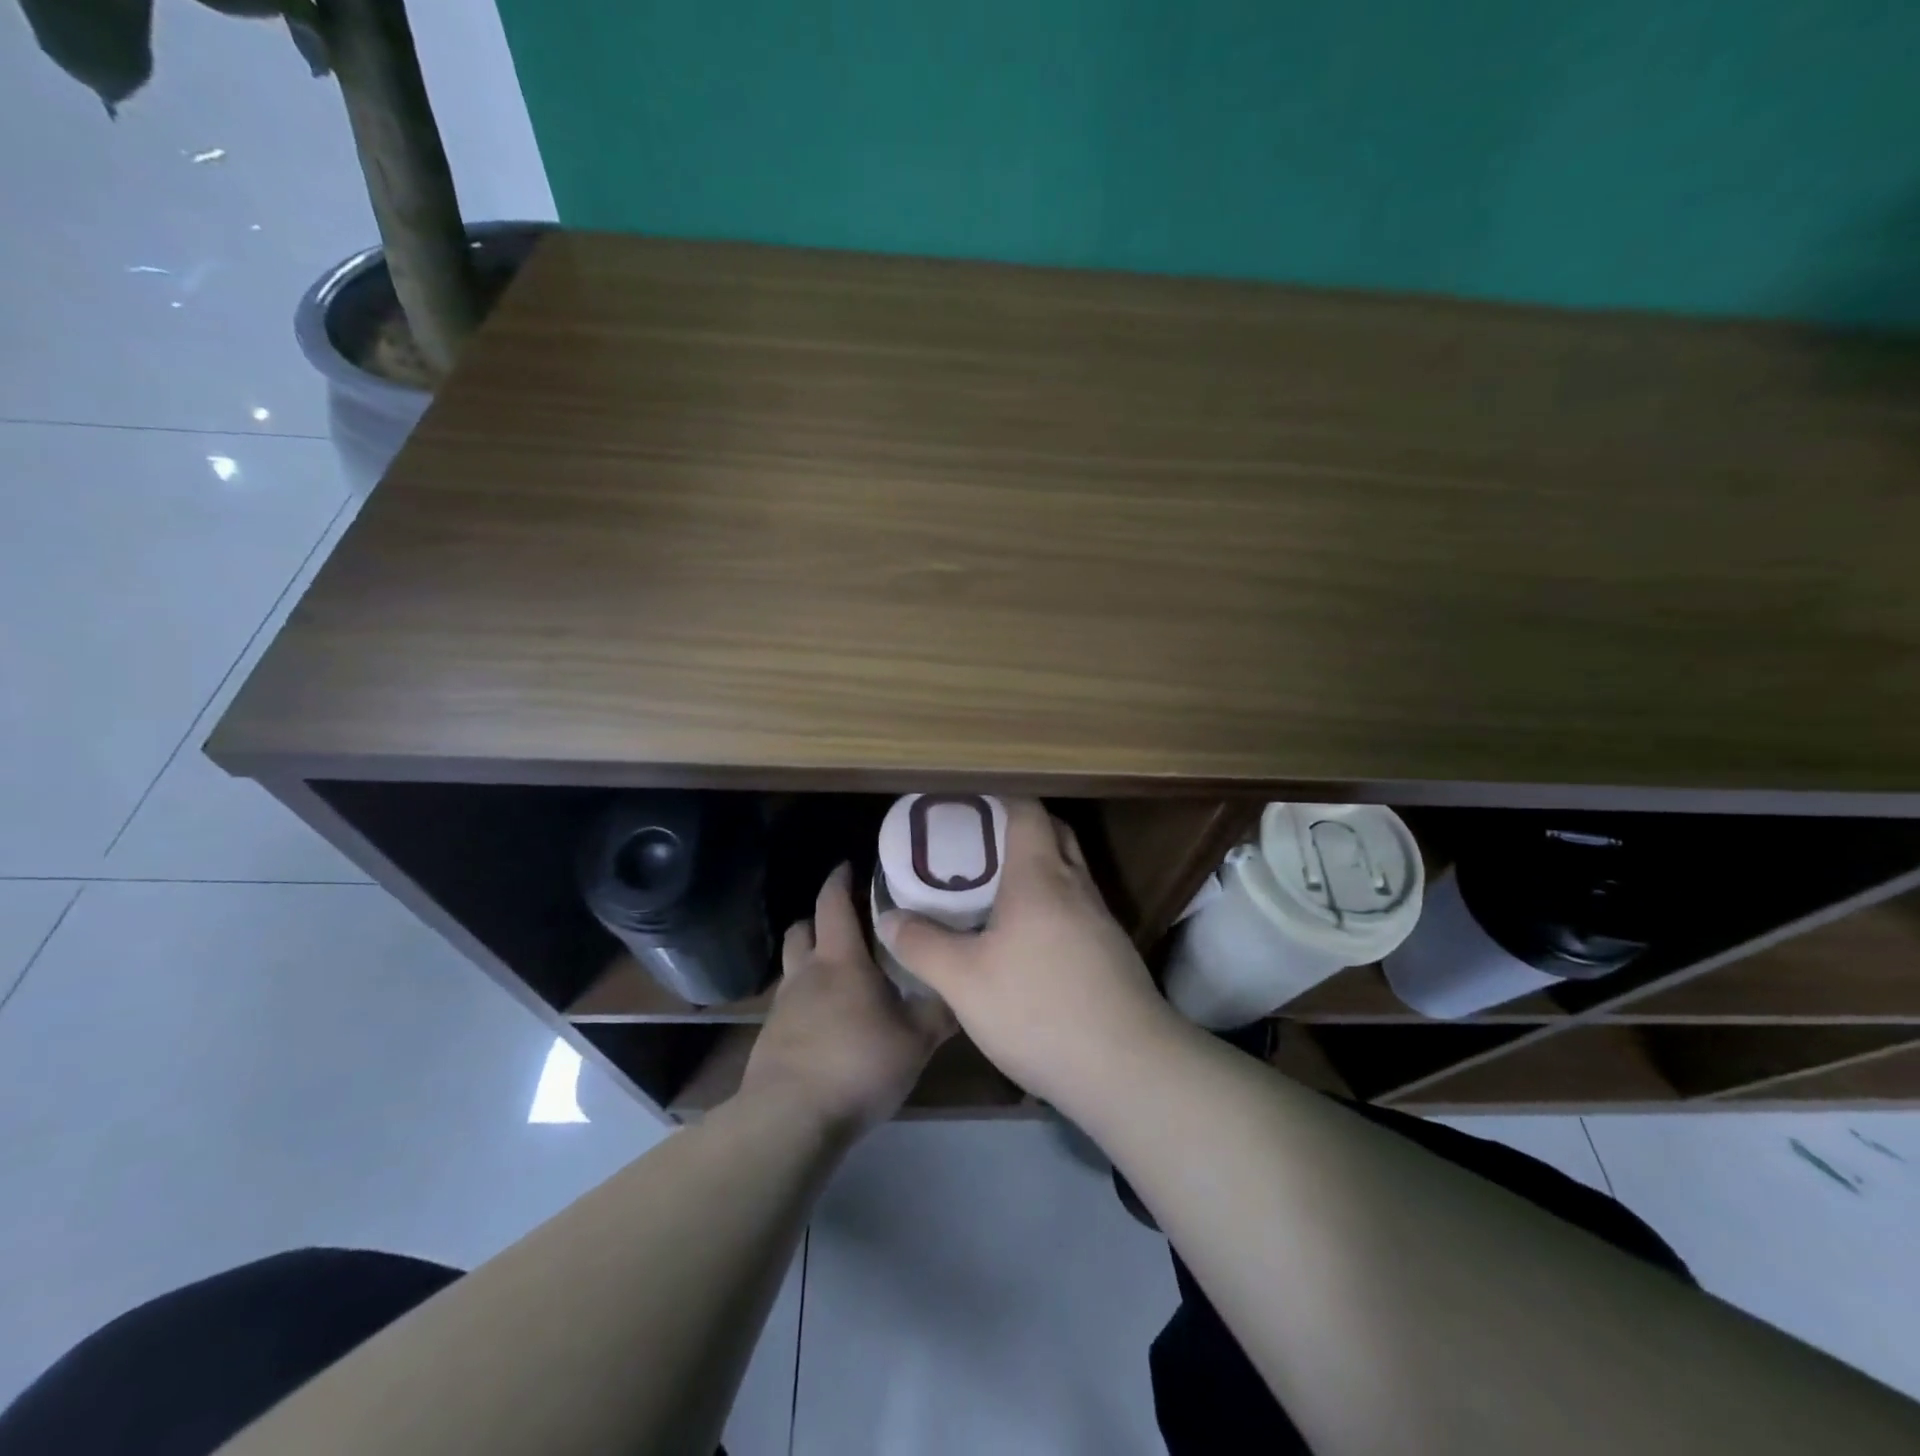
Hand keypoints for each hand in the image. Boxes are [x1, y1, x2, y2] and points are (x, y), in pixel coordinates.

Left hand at [741, 864, 954, 1134]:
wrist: (789, 1120)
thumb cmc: (857, 1065)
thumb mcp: (915, 1040)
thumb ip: (940, 1011)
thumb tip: (965, 986)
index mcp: (840, 960)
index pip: (832, 902)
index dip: (840, 879)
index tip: (851, 865)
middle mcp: (806, 973)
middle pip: (802, 928)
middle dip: (820, 917)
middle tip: (849, 920)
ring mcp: (783, 1006)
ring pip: (793, 965)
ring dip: (810, 957)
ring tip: (840, 971)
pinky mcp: (771, 1038)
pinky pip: (789, 1002)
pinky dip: (807, 997)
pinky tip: (829, 1020)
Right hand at [878, 799, 1181, 1109]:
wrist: (1127, 1067)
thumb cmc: (1038, 1009)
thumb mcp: (963, 982)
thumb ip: (922, 945)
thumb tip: (888, 918)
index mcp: (1040, 876)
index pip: (1027, 811)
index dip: (999, 798)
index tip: (967, 803)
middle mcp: (1076, 886)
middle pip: (1054, 833)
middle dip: (1020, 826)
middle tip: (977, 842)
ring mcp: (1101, 919)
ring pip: (1069, 871)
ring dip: (1038, 866)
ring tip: (996, 888)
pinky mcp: (1112, 951)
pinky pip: (1078, 906)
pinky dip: (1053, 903)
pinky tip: (1029, 938)